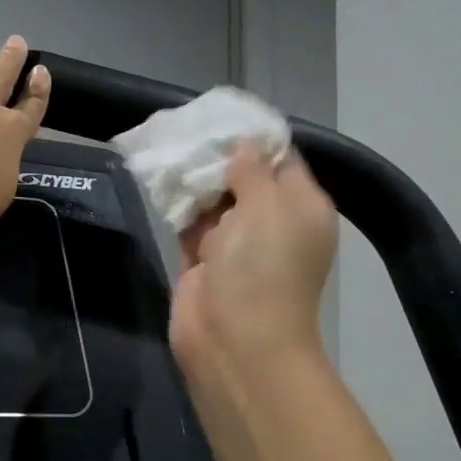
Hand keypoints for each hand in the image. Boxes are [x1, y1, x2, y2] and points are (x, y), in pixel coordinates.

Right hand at [169, 147, 336, 377]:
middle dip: (217, 159)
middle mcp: (271, 223)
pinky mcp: (201, 262)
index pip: (282, 160)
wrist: (234, 341)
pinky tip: (160, 180)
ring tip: (169, 148)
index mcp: (301, 207)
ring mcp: (234, 244)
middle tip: (187, 131)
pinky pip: (188, 224)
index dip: (253, 140)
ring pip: (212, 201)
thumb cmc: (261, 267)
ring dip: (193, 182)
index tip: (220, 119)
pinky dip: (176, 207)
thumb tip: (244, 147)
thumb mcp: (267, 206)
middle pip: (243, 178)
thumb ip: (253, 170)